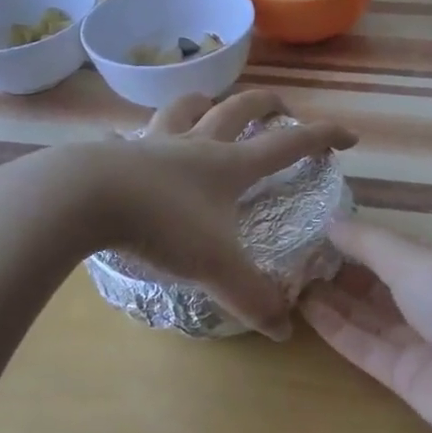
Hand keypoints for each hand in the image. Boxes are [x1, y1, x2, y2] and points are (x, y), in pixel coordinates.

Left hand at [66, 90, 355, 338]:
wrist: (83, 199)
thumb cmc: (161, 224)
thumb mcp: (215, 266)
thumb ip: (252, 297)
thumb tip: (285, 331)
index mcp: (229, 165)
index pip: (288, 144)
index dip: (323, 137)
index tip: (348, 135)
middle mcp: (196, 144)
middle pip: (240, 109)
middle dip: (267, 104)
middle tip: (282, 108)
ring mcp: (153, 143)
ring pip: (184, 107)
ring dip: (204, 101)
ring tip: (210, 104)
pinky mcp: (114, 153)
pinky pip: (126, 137)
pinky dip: (131, 137)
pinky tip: (121, 144)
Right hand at [300, 218, 431, 432]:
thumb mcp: (418, 260)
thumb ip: (370, 243)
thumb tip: (330, 221)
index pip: (407, 248)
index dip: (366, 240)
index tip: (321, 230)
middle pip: (389, 282)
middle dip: (347, 269)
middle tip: (298, 255)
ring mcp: (430, 342)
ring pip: (375, 316)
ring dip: (337, 298)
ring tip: (293, 279)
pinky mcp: (411, 379)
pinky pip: (370, 347)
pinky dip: (340, 329)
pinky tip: (307, 310)